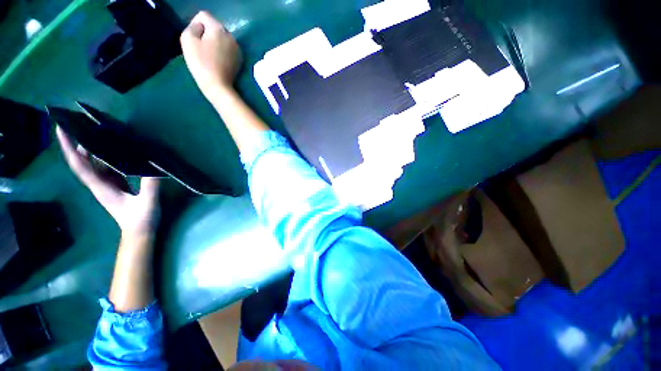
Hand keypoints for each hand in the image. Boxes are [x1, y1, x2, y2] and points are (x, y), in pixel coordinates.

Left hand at [56, 127, 159, 236]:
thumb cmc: (141, 220)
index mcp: (102, 187)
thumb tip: (153, 165)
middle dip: (77, 143)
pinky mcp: (115, 185)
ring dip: (92, 149)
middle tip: (81, 125)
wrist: (139, 232)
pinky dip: (106, 157)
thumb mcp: (148, 202)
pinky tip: (114, 150)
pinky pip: (106, 168)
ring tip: (98, 133)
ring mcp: (106, 185)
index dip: (69, 148)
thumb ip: (150, 185)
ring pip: (93, 164)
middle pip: (82, 162)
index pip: (80, 165)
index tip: (61, 129)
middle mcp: (99, 184)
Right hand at [180, 11, 242, 104]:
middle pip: (214, 26)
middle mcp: (231, 36)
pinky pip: (227, 49)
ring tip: (210, 56)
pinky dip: (222, 51)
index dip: (195, 25)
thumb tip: (200, 26)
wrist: (218, 85)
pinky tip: (218, 61)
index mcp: (219, 28)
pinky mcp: (240, 59)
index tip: (194, 39)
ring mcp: (237, 48)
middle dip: (206, 33)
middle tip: (201, 49)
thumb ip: (193, 26)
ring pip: (221, 38)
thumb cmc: (201, 63)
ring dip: (214, 42)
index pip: (203, 15)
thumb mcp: (188, 39)